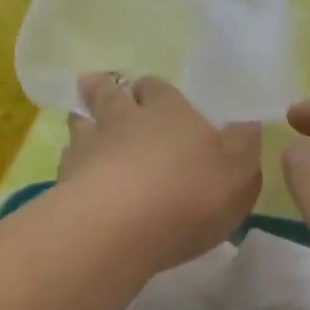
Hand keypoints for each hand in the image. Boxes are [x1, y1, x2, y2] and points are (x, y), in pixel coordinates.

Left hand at [58, 74, 262, 270]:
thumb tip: (245, 125)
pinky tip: (73, 175)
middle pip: (109, 96)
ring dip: (81, 122)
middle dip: (104, 89)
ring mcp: (88, 149)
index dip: (154, 90)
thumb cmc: (190, 194)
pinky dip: (70, 166)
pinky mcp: (65, 182)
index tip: (148, 90)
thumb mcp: (239, 172)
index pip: (158, 89)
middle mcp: (124, 121)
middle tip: (94, 83)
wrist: (120, 226)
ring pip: (80, 125)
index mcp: (169, 113)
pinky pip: (66, 164)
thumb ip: (243, 147)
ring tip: (79, 121)